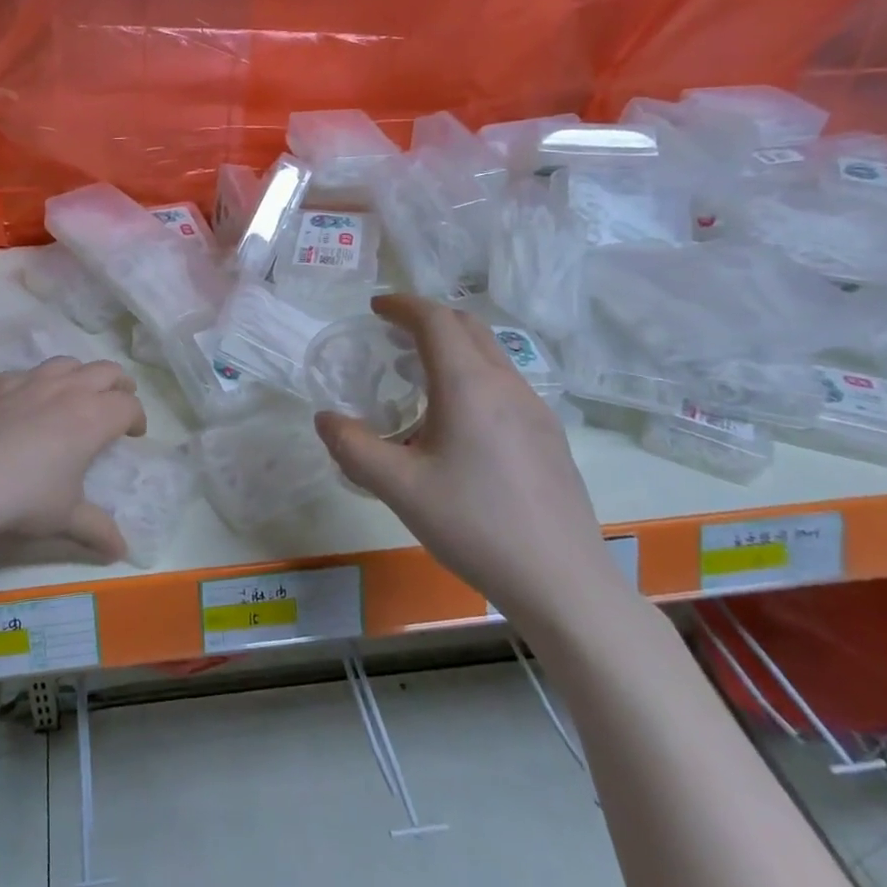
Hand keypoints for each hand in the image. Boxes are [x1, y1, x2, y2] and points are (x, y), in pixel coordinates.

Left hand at [0, 357, 145, 561]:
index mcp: (92, 417)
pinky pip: (24, 373)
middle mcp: (64, 390)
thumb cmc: (23, 499)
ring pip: (65, 363)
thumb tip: (120, 551)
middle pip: (105, 371)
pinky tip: (26, 402)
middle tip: (118, 402)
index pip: (127, 406)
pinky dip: (36, 382)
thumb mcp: (65, 518)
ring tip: (77, 393)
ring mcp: (26, 382)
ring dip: (80, 374)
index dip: (136, 418)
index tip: (133, 433)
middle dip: (118, 384)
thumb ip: (96, 529)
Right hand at [314, 296, 617, 625]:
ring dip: (452, 346)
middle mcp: (506, 385)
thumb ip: (353, 448)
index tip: (375, 308)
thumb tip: (325, 419)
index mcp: (468, 386)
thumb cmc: (474, 525)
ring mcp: (535, 409)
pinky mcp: (549, 435)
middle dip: (428, 318)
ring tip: (419, 374)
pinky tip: (458, 419)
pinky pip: (505, 383)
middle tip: (393, 333)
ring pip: (491, 354)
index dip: (403, 305)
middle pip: (467, 326)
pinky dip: (473, 374)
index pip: (435, 320)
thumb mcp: (399, 488)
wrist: (561, 581)